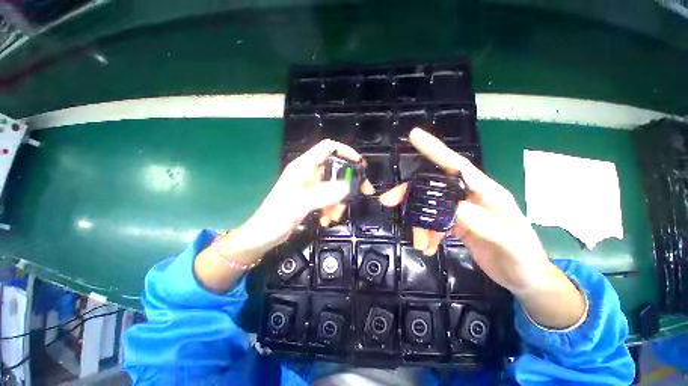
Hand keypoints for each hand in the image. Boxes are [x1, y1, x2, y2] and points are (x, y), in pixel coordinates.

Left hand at [196, 139, 373, 292]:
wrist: (264, 235)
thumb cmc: (276, 216)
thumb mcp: (300, 204)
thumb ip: (323, 194)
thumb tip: (347, 187)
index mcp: (304, 166)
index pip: (327, 148)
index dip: (344, 151)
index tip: (359, 163)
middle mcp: (309, 173)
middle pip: (336, 169)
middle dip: (348, 182)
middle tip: (362, 193)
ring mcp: (311, 186)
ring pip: (335, 186)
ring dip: (339, 201)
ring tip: (334, 216)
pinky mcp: (312, 198)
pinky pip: (330, 198)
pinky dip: (332, 207)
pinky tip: (327, 219)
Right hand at [380, 128, 584, 327]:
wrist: (525, 278)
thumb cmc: (524, 257)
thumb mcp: (510, 242)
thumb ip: (484, 223)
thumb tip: (453, 208)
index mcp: (485, 192)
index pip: (457, 165)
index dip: (435, 149)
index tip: (414, 135)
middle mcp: (469, 197)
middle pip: (432, 186)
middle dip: (410, 193)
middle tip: (387, 200)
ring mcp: (460, 211)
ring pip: (429, 207)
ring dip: (419, 223)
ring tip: (420, 243)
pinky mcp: (455, 224)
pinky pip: (433, 223)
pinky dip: (426, 234)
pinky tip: (428, 247)